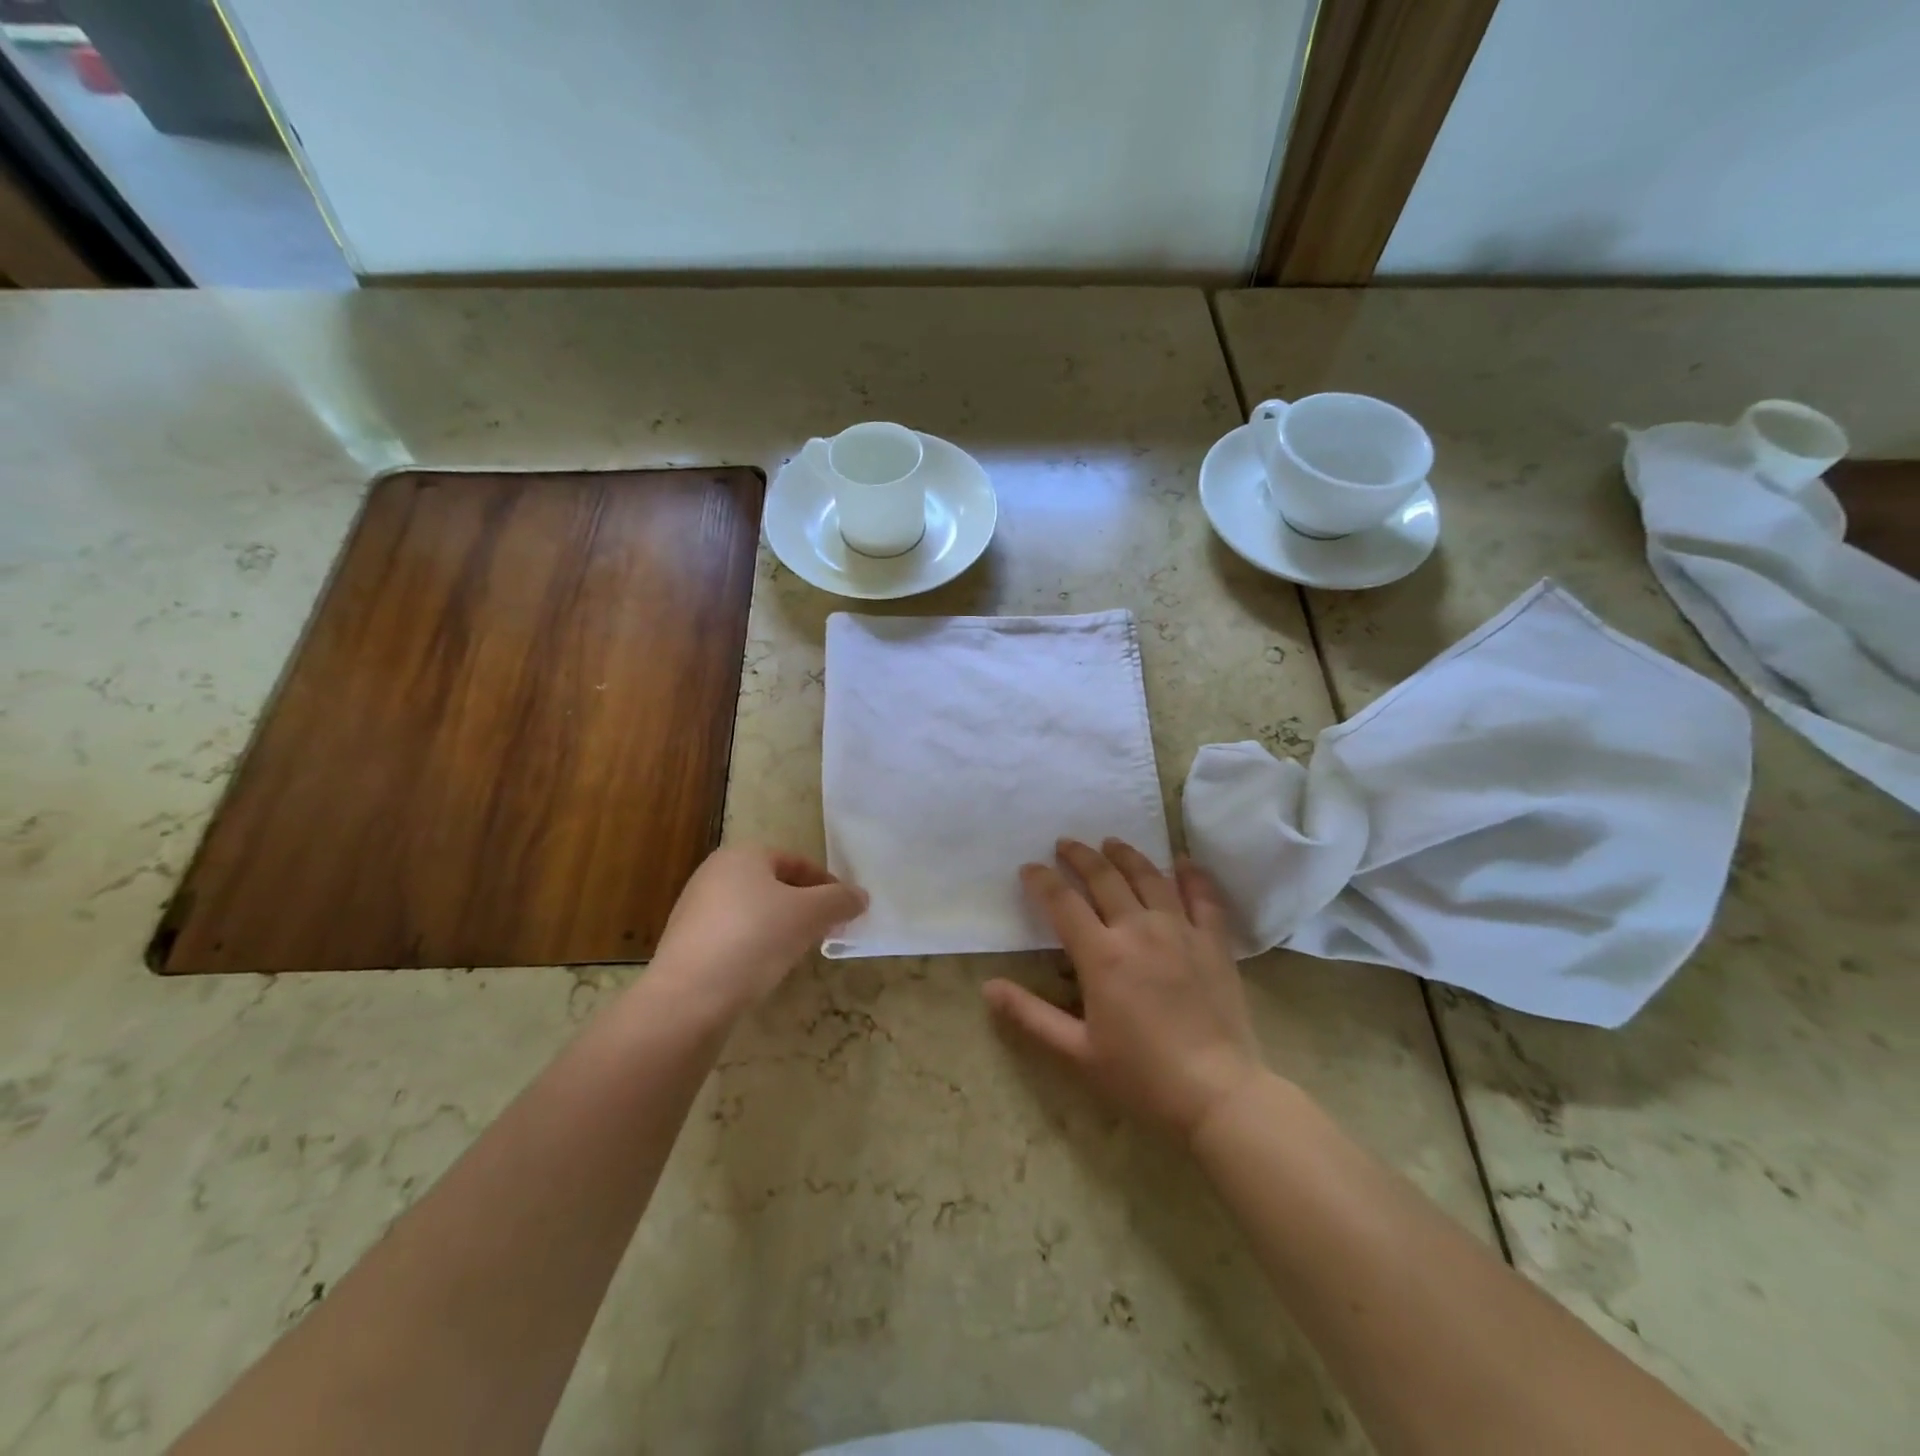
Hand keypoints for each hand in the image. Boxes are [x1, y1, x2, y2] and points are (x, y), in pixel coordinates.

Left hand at [648, 846, 866, 1018]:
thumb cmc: (755, 939)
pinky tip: (765, 968)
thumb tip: (860, 896)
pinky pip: (733, 936)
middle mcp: (713, 874)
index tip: (846, 910)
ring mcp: (695, 909)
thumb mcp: (810, 915)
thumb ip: (840, 900)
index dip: (827, 885)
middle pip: (774, 885)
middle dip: (805, 906)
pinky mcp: (686, 944)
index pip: (797, 862)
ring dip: (781, 926)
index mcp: (742, 856)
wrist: (688, 998)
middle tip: (827, 930)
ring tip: (799, 951)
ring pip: (754, 911)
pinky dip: (755, 946)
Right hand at [983, 838, 1263, 1141]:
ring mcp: (1180, 931)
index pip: (1063, 902)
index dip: (1042, 880)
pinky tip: (1182, 861)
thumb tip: (988, 986)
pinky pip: (1203, 896)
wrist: (1218, 1093)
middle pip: (1104, 878)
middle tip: (1065, 843)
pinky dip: (1192, 874)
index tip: (1029, 868)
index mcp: (1102, 955)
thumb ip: (1030, 1015)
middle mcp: (1139, 930)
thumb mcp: (1076, 1051)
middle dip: (1080, 856)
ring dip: (1126, 855)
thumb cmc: (1142, 1076)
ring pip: (1149, 877)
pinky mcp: (1213, 942)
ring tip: (1111, 842)